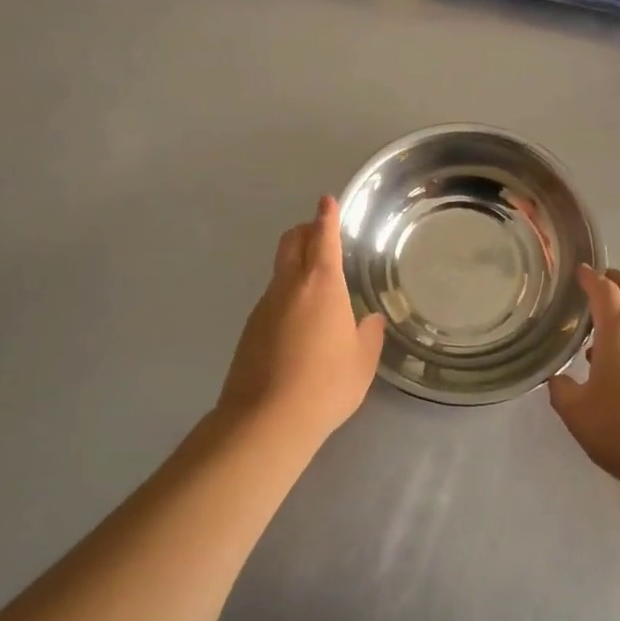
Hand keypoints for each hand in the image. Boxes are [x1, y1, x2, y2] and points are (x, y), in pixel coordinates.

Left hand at [216, 197, 386, 446]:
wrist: (267, 419)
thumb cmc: (326, 384)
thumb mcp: (362, 361)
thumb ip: (369, 335)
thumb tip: (369, 321)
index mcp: (322, 285)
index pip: (323, 237)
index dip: (326, 216)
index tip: (327, 201)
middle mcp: (289, 286)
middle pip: (291, 242)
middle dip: (305, 231)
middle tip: (320, 234)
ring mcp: (264, 306)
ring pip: (279, 271)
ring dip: (295, 265)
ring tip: (316, 287)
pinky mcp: (250, 329)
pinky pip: (272, 298)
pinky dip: (286, 295)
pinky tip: (299, 324)